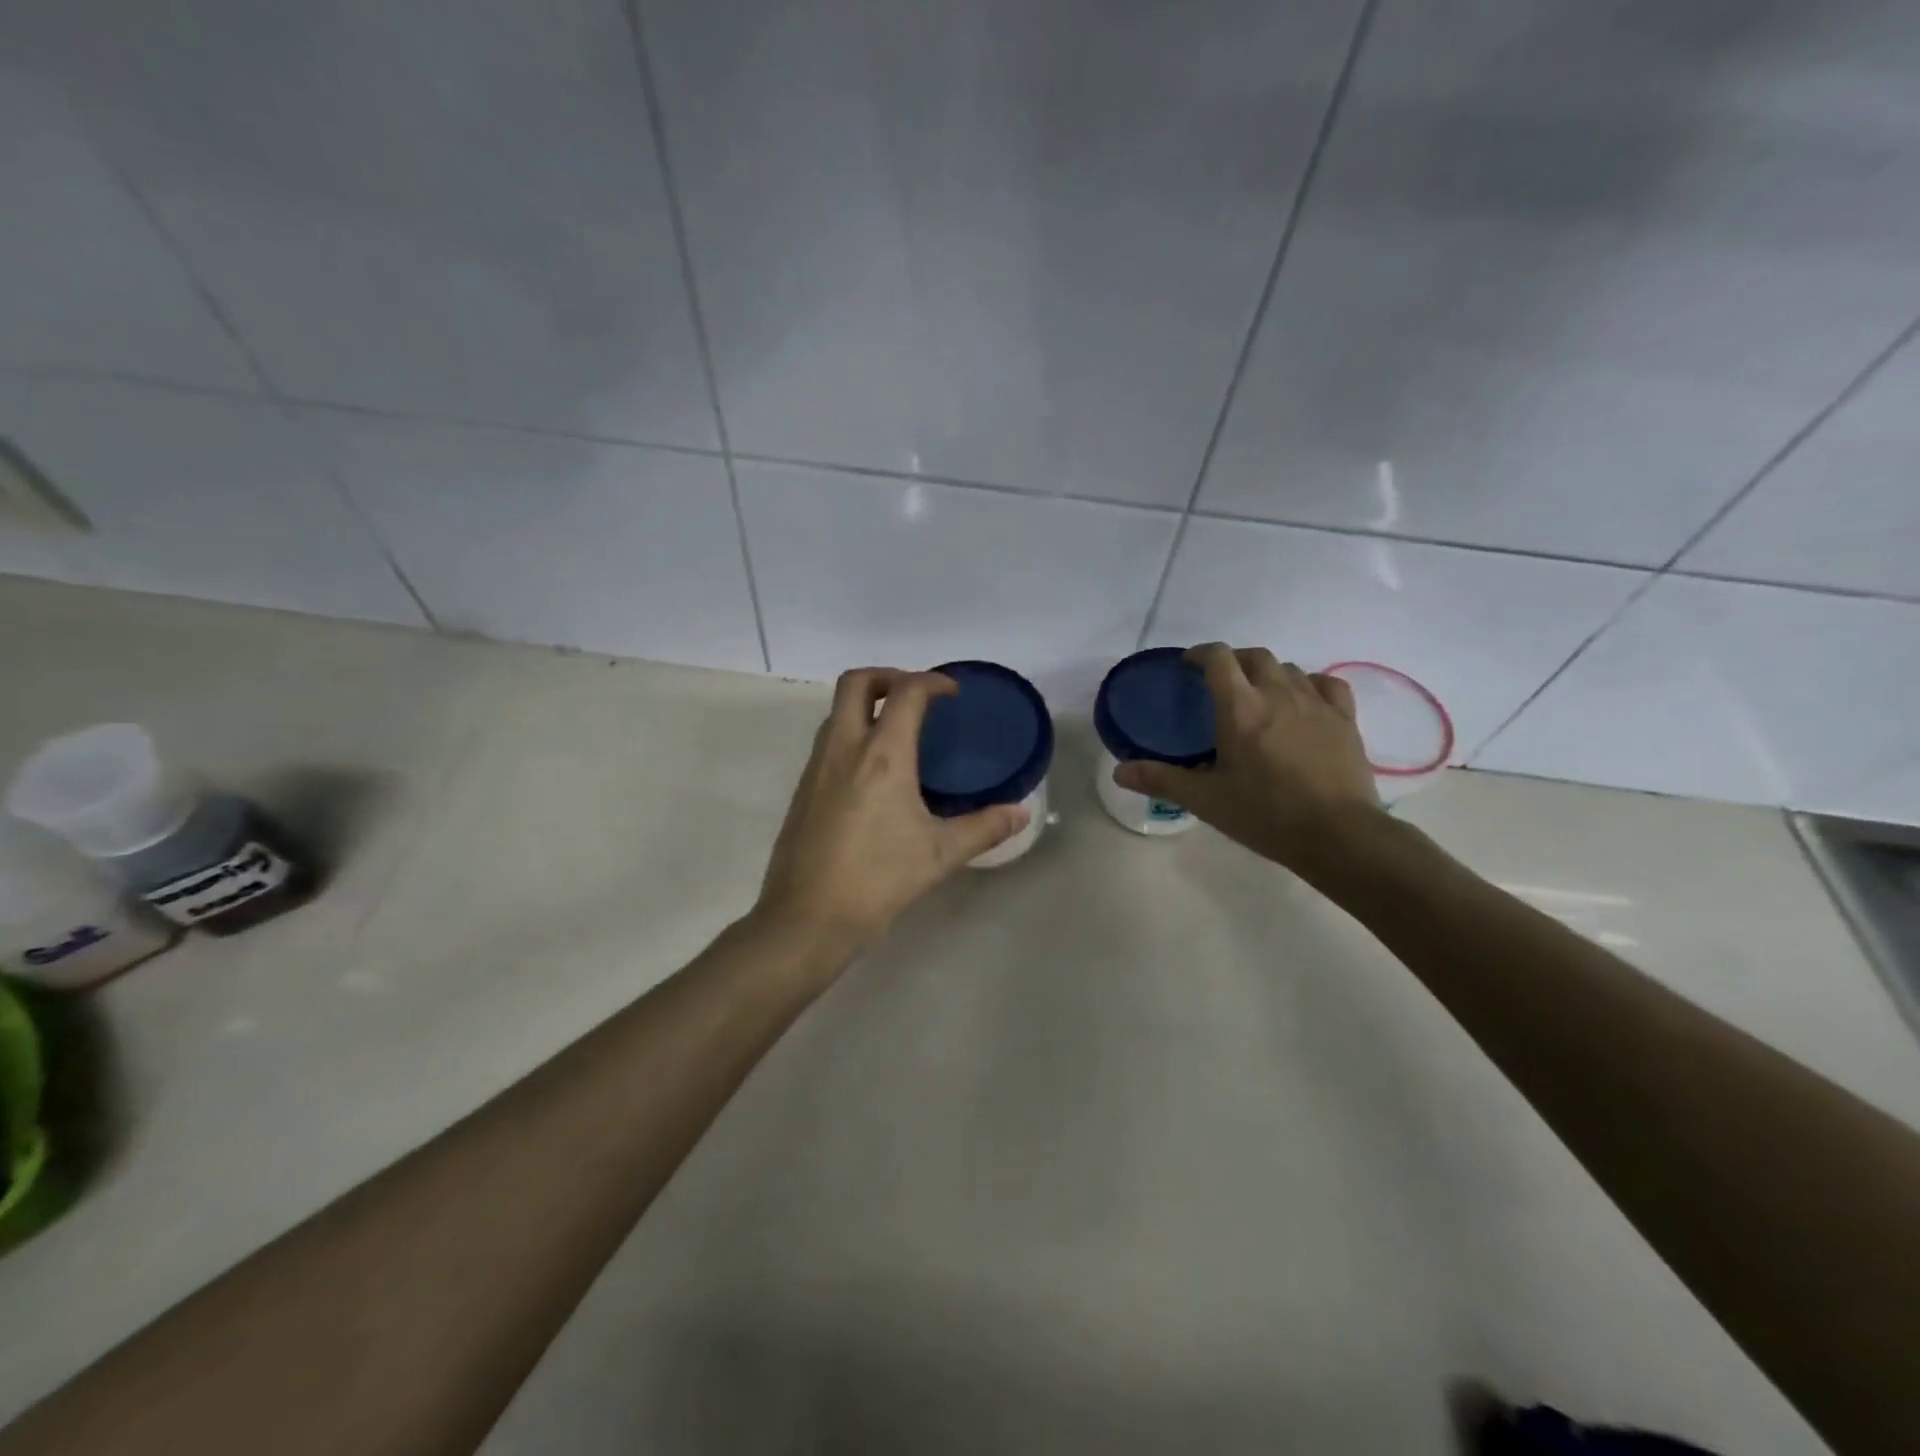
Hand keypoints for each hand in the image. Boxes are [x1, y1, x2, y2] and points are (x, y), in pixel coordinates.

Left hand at [753, 668, 1027, 959]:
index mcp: (882, 756)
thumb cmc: (879, 880)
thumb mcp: (940, 854)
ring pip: (836, 711)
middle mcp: (844, 749)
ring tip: (897, 731)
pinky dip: (851, 735)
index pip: (905, 693)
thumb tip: (1021, 813)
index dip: (932, 681)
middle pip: (855, 682)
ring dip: (866, 706)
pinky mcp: (802, 790)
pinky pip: (827, 742)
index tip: (952, 694)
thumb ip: (984, 827)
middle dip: (888, 676)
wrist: (806, 918)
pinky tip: (873, 774)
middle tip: (916, 698)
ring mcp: (816, 767)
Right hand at [1114, 643, 1384, 874]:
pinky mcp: (1345, 719)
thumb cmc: (1265, 814)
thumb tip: (1119, 772)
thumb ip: (1161, 780)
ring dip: (1268, 673)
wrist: (1338, 835)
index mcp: (1240, 708)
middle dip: (1234, 661)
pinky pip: (1326, 684)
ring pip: (1288, 668)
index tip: (1188, 665)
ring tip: (1258, 695)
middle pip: (1255, 656)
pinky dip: (1308, 684)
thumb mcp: (1205, 799)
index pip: (1218, 658)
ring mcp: (1316, 703)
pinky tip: (1303, 701)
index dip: (1200, 653)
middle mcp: (1278, 694)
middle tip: (1220, 683)